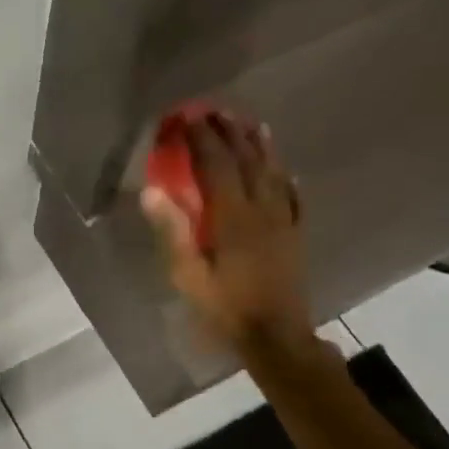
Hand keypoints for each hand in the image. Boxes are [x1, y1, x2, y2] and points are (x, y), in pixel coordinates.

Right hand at [141, 114, 315, 354]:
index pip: (216, 166)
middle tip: (217, 111)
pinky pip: (294, 198)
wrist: (277, 337)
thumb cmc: (226, 307)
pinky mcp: (295, 235)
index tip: (189, 117)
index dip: (202, 139)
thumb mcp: (188, 275)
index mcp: (233, 217)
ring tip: (252, 125)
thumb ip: (173, 231)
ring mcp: (284, 221)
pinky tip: (286, 170)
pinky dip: (288, 179)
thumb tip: (153, 191)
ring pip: (274, 174)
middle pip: (248, 162)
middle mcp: (262, 210)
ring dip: (262, 147)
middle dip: (231, 134)